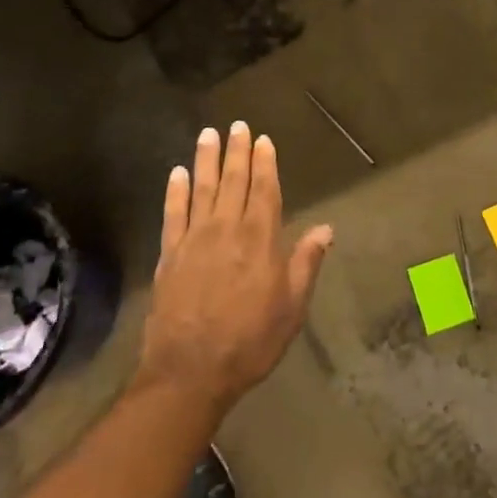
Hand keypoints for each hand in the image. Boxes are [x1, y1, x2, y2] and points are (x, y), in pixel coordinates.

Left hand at [137, 122, 331, 415]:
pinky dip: (175, 192)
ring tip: (208, 134)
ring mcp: (194, 240)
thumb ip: (306, 262)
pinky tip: (177, 174)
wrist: (190, 372)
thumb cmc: (250, 340)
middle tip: (237, 125)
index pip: (264, 190)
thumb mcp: (292, 306)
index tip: (264, 140)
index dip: (265, 163)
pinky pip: (172, 214)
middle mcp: (227, 229)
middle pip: (233, 181)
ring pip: (202, 189)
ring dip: (205, 160)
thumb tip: (327, 228)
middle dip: (237, 152)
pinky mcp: (169, 255)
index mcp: (260, 239)